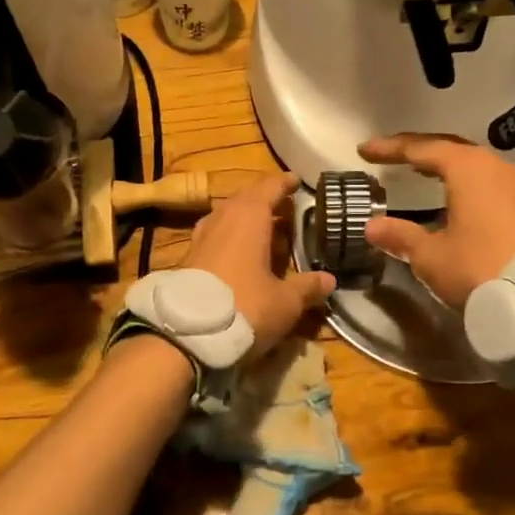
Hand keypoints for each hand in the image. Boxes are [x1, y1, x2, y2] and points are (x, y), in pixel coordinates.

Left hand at [181, 172, 334, 354]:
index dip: (284, 183)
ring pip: (226, 217)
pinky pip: (214, 237)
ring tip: (261, 229)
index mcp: (249, 217)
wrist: (185, 334)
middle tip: (283, 207)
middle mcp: (222, 219)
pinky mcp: (187, 259)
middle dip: (264, 200)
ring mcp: (200, 238)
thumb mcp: (285, 302)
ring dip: (244, 219)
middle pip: (244, 199)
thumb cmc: (244, 307)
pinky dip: (229, 238)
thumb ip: (307, 288)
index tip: (295, 180)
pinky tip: (237, 255)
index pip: (269, 187)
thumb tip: (329, 279)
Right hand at [359, 134, 514, 308]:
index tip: (365, 150)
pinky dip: (466, 183)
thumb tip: (372, 226)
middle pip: (450, 149)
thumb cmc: (481, 269)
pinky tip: (456, 197)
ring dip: (445, 166)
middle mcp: (496, 166)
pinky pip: (491, 182)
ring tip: (421, 172)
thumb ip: (401, 236)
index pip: (421, 148)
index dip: (391, 148)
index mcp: (468, 168)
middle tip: (391, 155)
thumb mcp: (432, 256)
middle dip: (419, 150)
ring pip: (475, 165)